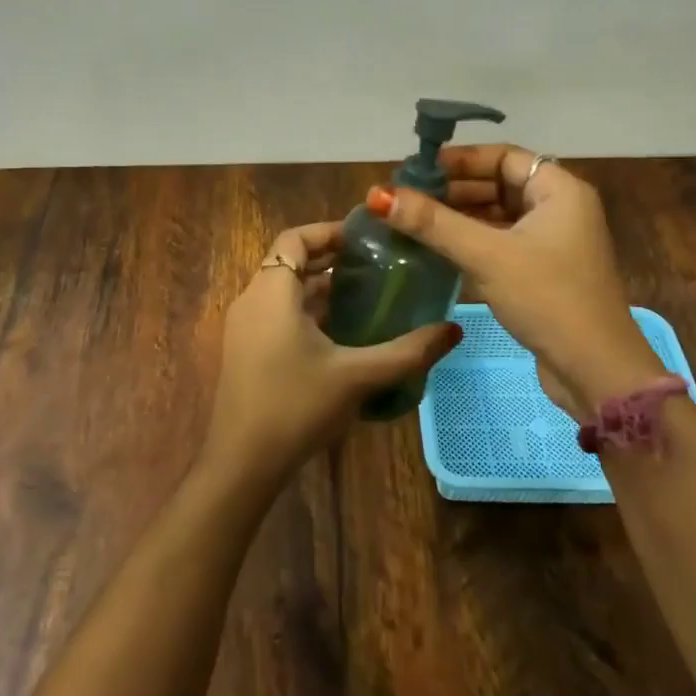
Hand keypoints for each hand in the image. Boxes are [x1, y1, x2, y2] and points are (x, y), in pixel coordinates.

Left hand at [202, 221, 462, 483]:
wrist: (243, 462)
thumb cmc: (296, 406)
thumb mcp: (357, 376)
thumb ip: (407, 352)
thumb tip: (453, 331)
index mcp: (271, 292)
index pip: (295, 238)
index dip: (329, 232)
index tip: (366, 240)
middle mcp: (251, 301)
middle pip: (290, 262)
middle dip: (331, 260)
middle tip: (376, 266)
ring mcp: (244, 328)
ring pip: (284, 292)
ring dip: (320, 289)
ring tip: (367, 296)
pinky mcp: (245, 352)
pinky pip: (277, 315)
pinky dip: (307, 313)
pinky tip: (342, 334)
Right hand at [367, 146, 663, 416]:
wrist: (596, 370)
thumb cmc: (548, 299)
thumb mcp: (487, 256)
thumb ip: (433, 224)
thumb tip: (378, 196)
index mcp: (559, 191)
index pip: (503, 157)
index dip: (459, 160)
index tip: (416, 171)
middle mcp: (559, 210)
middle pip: (498, 185)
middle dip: (453, 190)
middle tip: (406, 199)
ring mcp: (552, 244)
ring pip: (497, 217)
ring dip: (458, 218)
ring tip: (412, 223)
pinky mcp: (542, 273)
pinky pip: (500, 244)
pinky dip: (470, 243)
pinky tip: (437, 251)